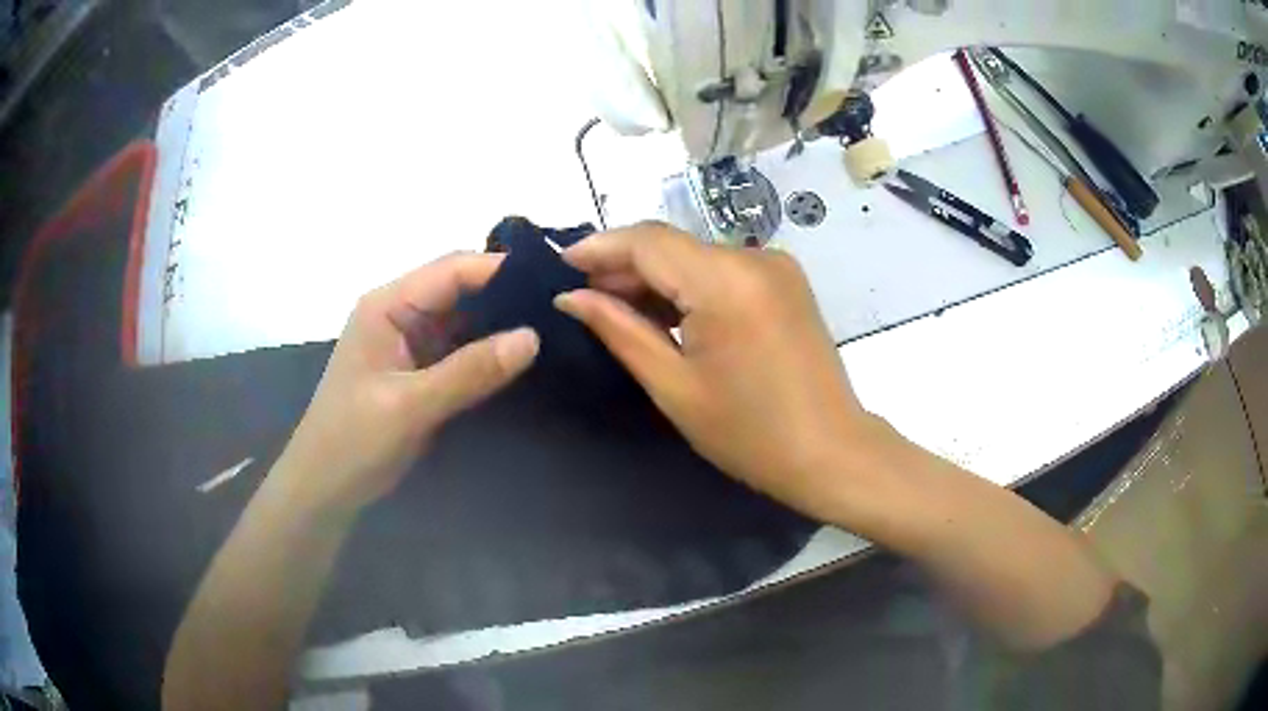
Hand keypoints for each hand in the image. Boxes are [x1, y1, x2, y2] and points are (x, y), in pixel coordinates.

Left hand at [275, 253, 538, 517]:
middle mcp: (400, 314)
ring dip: (501, 324)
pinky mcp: (419, 371)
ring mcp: (410, 343)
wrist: (325, 489)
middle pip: (460, 289)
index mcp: (387, 305)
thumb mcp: (410, 406)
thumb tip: (533, 336)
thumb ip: (470, 371)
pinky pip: (461, 351)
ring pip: (464, 320)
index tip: (554, 280)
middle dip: (506, 295)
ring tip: (556, 328)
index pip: (452, 270)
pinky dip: (489, 352)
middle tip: (564, 306)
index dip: (501, 269)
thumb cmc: (353, 441)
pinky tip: (523, 358)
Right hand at [555, 223, 885, 522]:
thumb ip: (620, 330)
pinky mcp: (785, 282)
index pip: (647, 241)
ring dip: (655, 277)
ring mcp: (776, 267)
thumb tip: (571, 297)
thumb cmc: (749, 434)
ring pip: (696, 256)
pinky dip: (688, 286)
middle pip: (672, 245)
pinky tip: (663, 311)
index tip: (559, 266)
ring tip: (613, 306)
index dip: (598, 248)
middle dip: (623, 265)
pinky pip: (722, 271)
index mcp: (726, 282)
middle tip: (581, 296)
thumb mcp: (674, 385)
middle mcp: (754, 258)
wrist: (831, 452)